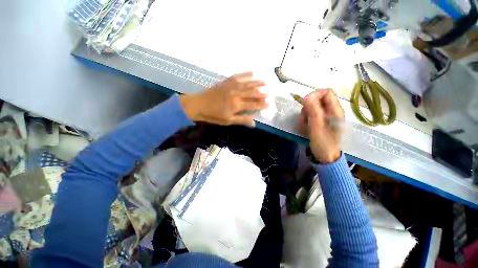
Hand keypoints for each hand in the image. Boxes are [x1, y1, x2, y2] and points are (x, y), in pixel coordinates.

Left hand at [179, 72, 267, 126]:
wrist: (199, 105)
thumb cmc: (213, 115)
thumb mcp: (228, 121)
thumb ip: (242, 120)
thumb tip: (254, 123)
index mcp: (237, 105)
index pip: (253, 105)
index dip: (261, 105)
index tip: (269, 104)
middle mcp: (236, 94)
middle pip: (252, 93)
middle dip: (261, 93)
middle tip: (269, 93)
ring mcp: (231, 86)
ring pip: (247, 83)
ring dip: (257, 82)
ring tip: (265, 81)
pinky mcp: (226, 81)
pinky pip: (238, 76)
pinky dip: (246, 74)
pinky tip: (252, 72)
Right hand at [297, 90, 344, 163]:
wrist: (326, 157)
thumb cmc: (324, 143)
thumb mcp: (317, 127)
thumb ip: (313, 111)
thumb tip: (306, 97)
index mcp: (335, 111)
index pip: (326, 92)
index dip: (314, 95)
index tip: (304, 102)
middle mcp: (331, 111)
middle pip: (316, 101)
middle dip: (307, 109)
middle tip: (303, 118)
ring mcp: (325, 117)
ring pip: (311, 109)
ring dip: (304, 116)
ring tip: (303, 126)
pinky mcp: (320, 122)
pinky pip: (310, 116)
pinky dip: (305, 121)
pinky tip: (304, 129)